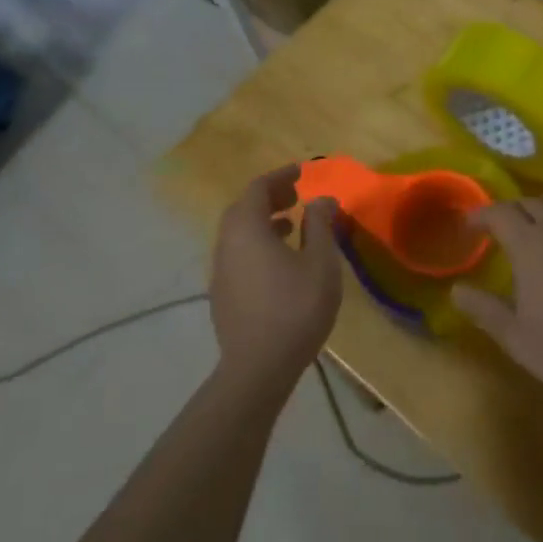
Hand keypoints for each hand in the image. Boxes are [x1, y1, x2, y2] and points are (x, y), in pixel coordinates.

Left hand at [209, 166, 343, 391]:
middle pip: (243, 208)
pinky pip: (238, 253)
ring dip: (263, 221)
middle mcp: (226, 244)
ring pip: (238, 233)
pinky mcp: (223, 294)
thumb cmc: (295, 308)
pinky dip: (257, 243)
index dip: (280, 176)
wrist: (258, 369)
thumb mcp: (320, 262)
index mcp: (246, 229)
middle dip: (269, 197)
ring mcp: (220, 271)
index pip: (258, 188)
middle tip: (295, 195)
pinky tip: (280, 261)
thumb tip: (322, 200)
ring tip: (291, 225)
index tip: (302, 172)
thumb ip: (320, 225)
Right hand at [451, 193, 542, 397]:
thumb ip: (483, 308)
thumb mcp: (514, 335)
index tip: (470, 225)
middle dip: (511, 211)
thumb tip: (456, 290)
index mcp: (529, 243)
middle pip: (530, 202)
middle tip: (502, 230)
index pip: (500, 212)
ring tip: (538, 230)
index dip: (482, 215)